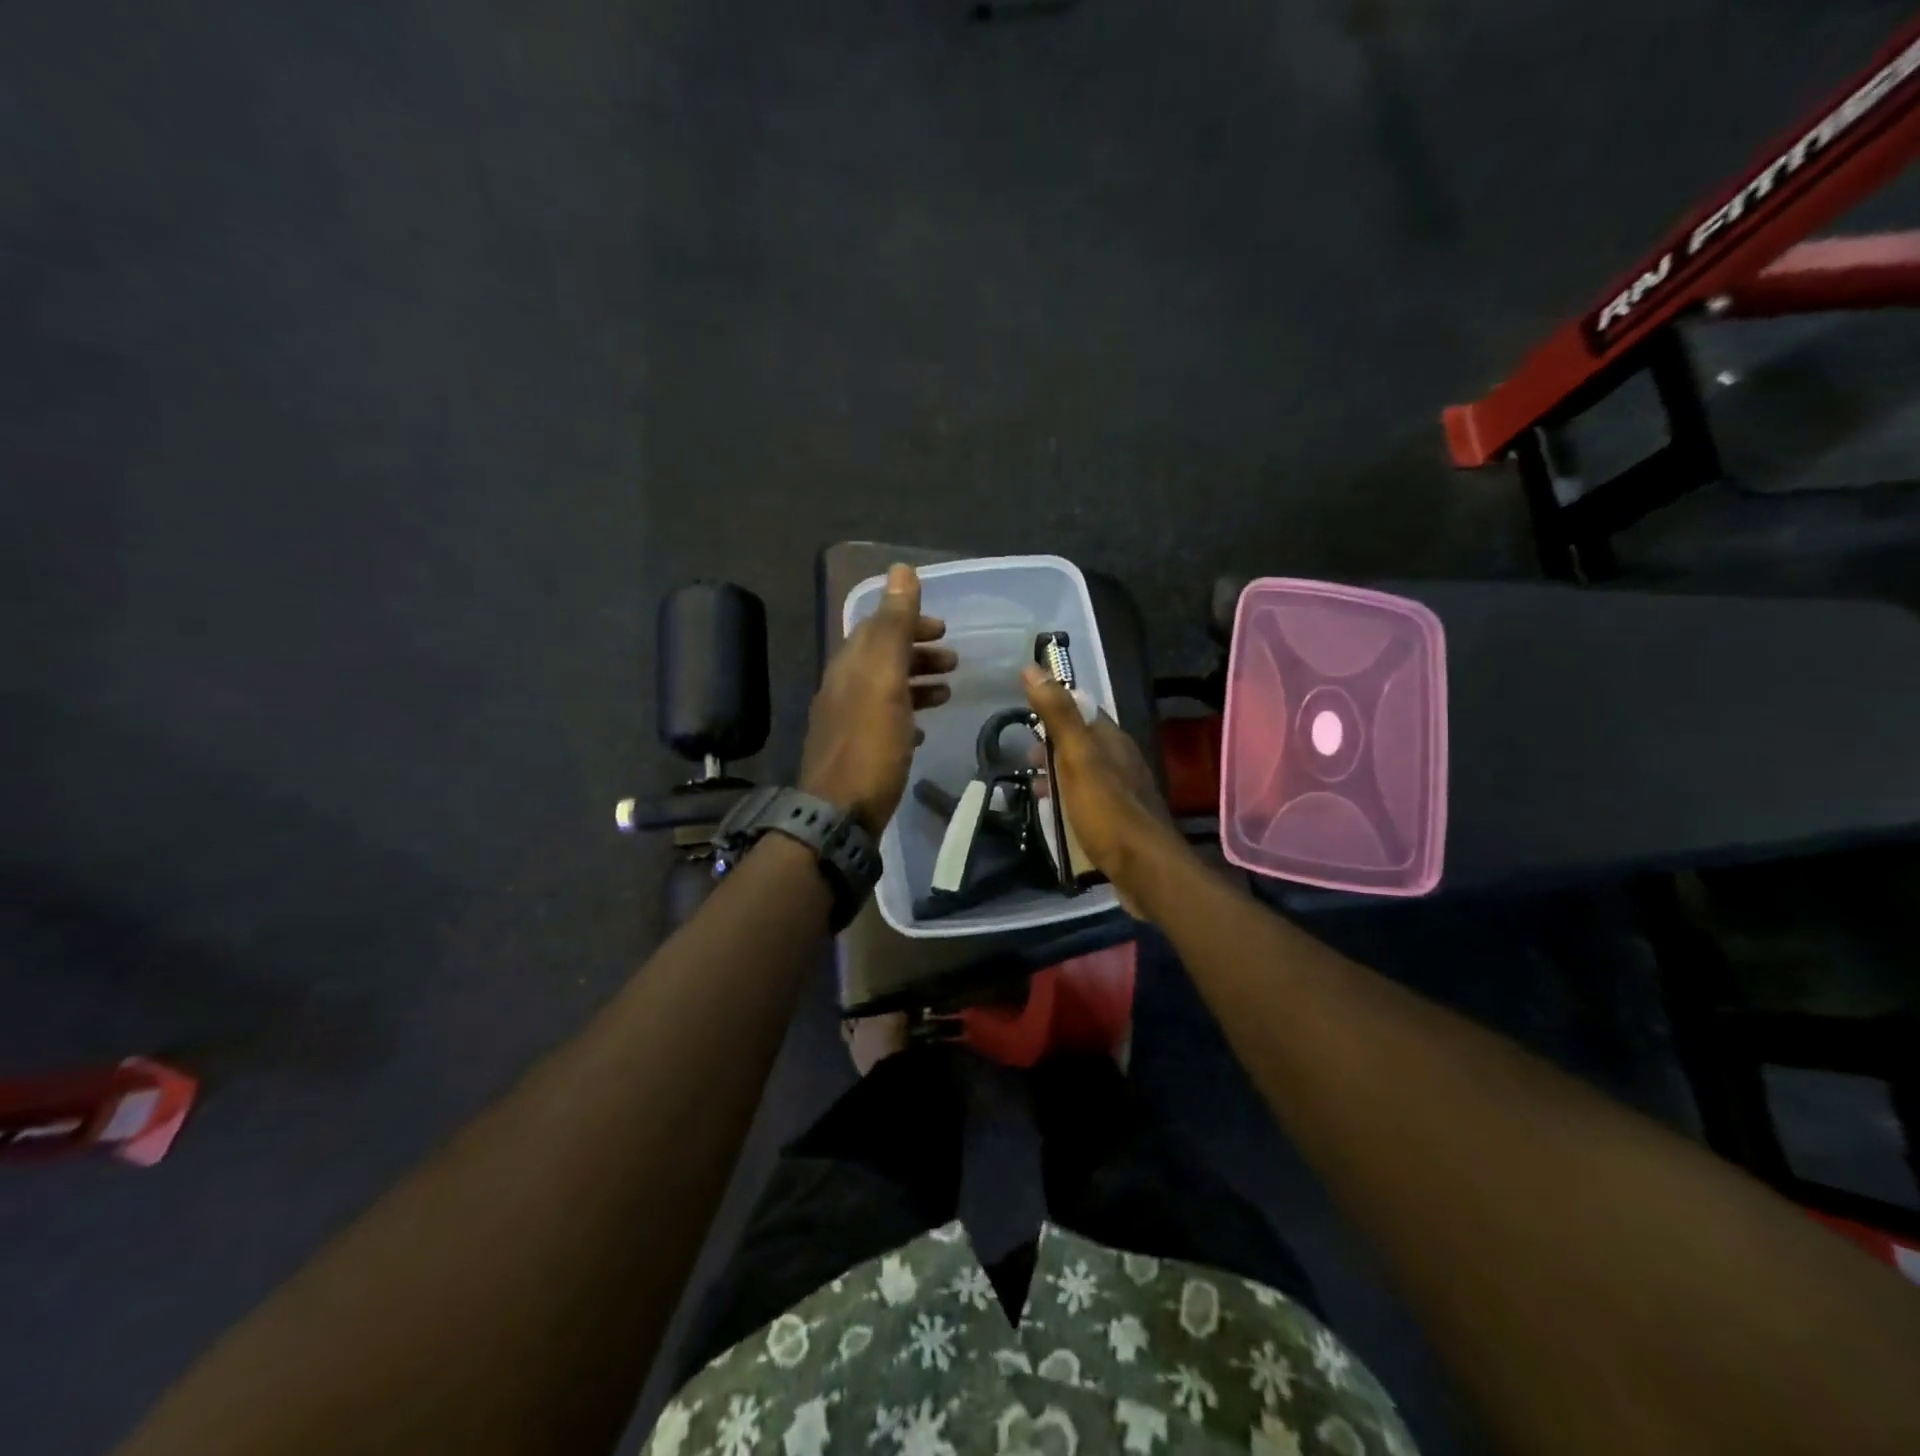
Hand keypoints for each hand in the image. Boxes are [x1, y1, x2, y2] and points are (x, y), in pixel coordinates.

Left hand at [801, 565, 955, 832]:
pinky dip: (906, 715)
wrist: (839, 815)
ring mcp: (846, 722)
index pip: (877, 627)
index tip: (943, 627)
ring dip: (916, 683)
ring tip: (947, 690)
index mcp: (849, 666)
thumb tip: (900, 569)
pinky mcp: (855, 752)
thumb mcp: (885, 680)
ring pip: (884, 689)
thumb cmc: (870, 745)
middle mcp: (842, 688)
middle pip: (881, 657)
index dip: (909, 620)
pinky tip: (922, 730)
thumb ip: (894, 626)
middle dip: (917, 652)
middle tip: (953, 659)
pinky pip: (883, 721)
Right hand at [1021, 663, 1190, 917]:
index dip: (1054, 709)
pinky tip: (1054, 817)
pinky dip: (1067, 801)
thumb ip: (1058, 715)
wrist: (1145, 870)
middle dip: (1051, 748)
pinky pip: (1087, 801)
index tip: (1024, 717)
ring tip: (1032, 791)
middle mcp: (1121, 761)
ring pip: (1083, 774)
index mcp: (1113, 741)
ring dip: (1057, 777)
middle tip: (1023, 761)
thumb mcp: (1078, 758)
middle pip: (1081, 744)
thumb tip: (1033, 667)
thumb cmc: (1107, 811)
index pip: (1082, 710)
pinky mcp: (1119, 822)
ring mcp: (1122, 793)